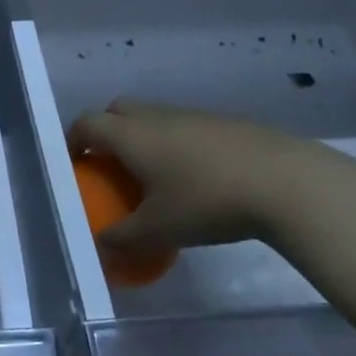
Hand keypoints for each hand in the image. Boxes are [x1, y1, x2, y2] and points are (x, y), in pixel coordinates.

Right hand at [67, 100, 336, 250]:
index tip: (74, 164)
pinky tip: (194, 178)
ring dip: (142, 138)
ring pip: (152, 117)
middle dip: (105, 132)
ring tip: (153, 175)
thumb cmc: (207, 201)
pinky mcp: (221, 122)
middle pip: (116, 110)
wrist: (283, 181)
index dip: (73, 140)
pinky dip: (174, 144)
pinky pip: (182, 126)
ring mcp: (190, 115)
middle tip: (109, 166)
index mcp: (130, 134)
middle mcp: (154, 116)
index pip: (87, 123)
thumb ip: (123, 238)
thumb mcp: (160, 230)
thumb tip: (102, 245)